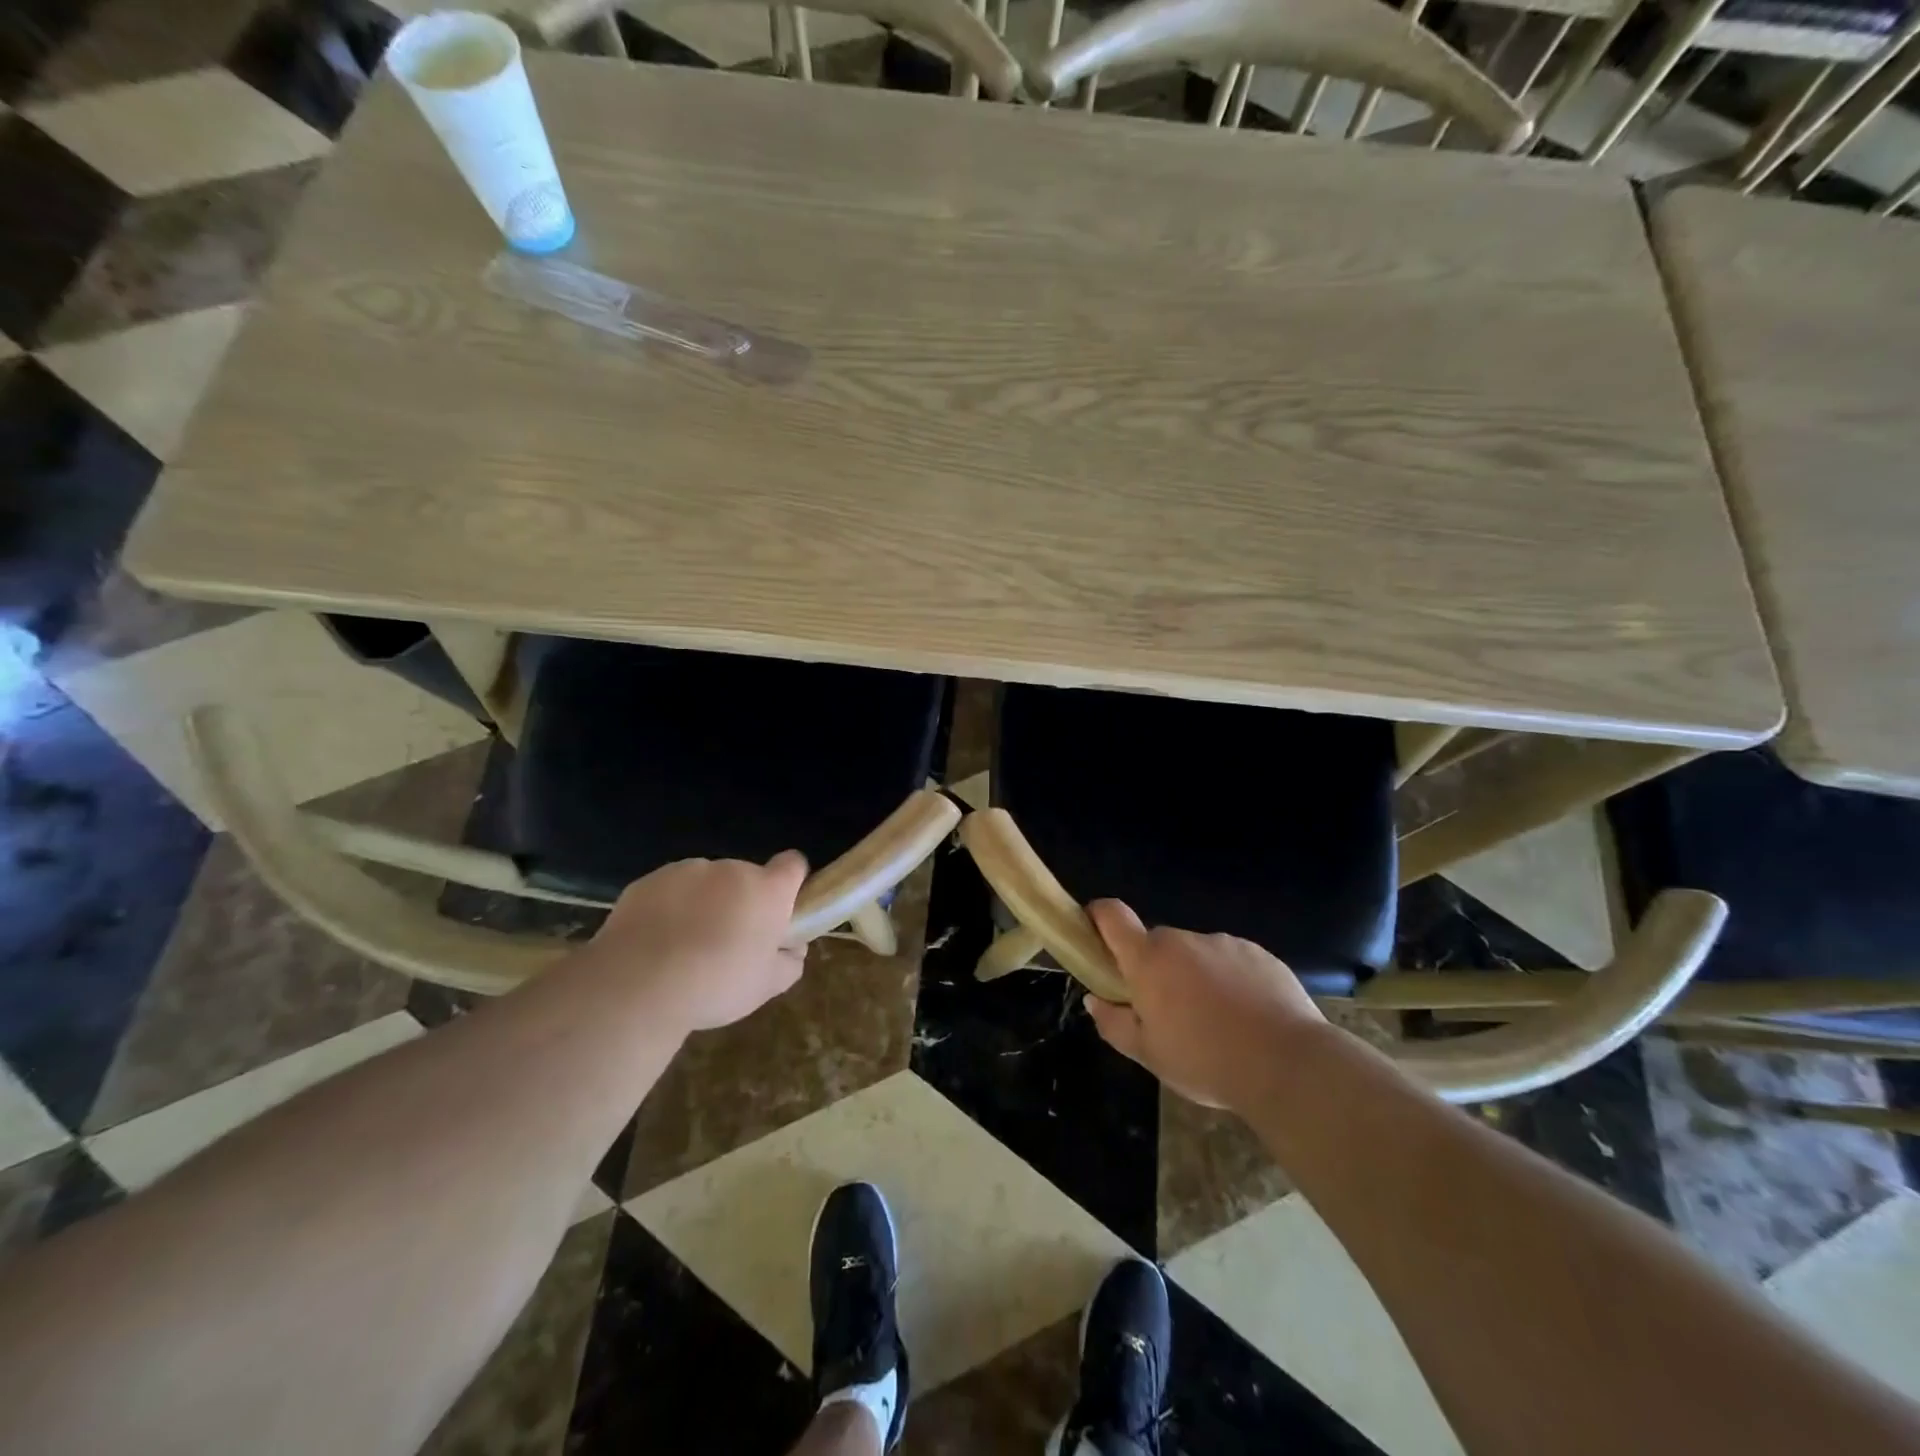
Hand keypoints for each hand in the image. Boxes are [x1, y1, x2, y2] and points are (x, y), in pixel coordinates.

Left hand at [582, 852, 809, 1032]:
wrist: (637, 986)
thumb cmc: (715, 984)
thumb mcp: (767, 986)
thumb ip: (790, 962)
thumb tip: (793, 947)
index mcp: (766, 890)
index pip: (793, 864)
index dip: (790, 884)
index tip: (780, 911)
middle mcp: (731, 869)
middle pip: (746, 877)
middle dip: (742, 902)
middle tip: (729, 942)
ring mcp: (687, 871)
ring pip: (706, 883)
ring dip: (705, 903)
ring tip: (686, 946)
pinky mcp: (649, 881)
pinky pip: (670, 890)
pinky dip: (670, 908)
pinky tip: (656, 943)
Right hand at [1082, 900, 1327, 1111]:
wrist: (1289, 1065)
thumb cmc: (1206, 1061)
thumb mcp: (1150, 1055)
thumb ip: (1114, 1024)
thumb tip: (1094, 1000)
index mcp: (1149, 960)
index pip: (1112, 915)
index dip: (1099, 917)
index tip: (1096, 937)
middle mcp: (1184, 940)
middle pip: (1156, 943)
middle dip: (1155, 969)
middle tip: (1167, 1011)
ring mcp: (1224, 943)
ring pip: (1196, 953)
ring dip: (1195, 976)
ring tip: (1216, 1021)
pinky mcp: (1260, 953)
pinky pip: (1232, 961)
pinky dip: (1231, 980)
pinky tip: (1248, 1017)